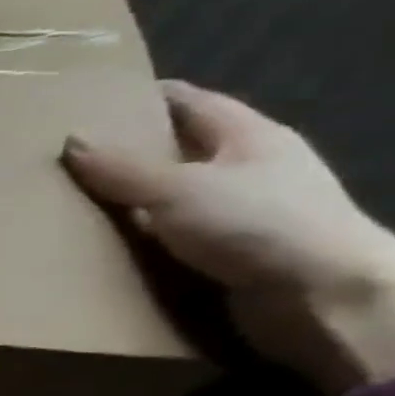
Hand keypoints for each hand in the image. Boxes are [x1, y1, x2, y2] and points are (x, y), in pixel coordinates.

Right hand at [64, 80, 394, 392]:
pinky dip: (143, 240)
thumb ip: (122, 169)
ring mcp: (243, 213)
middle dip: (130, 154)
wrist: (322, 296)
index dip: (148, 98)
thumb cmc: (255, 223)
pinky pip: (175, 239)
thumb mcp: (177, 189)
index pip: (192, 103)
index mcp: (248, 136)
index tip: (98, 103)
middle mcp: (249, 169)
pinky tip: (107, 247)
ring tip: (76, 205)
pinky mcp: (232, 255)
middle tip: (72, 158)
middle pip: (181, 151)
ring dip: (132, 203)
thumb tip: (72, 141)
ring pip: (174, 198)